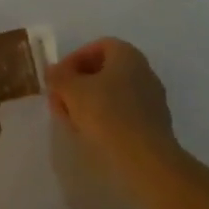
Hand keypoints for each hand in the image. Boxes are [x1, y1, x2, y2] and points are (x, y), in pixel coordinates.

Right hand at [47, 37, 182, 178]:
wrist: (148, 161)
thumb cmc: (108, 115)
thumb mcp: (73, 91)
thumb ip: (59, 77)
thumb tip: (52, 71)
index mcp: (127, 54)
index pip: (95, 47)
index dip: (72, 61)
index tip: (58, 81)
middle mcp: (143, 70)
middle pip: (104, 71)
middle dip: (78, 85)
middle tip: (61, 103)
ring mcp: (152, 98)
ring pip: (113, 94)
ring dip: (90, 104)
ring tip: (73, 122)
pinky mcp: (155, 125)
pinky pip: (125, 114)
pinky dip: (107, 119)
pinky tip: (94, 135)